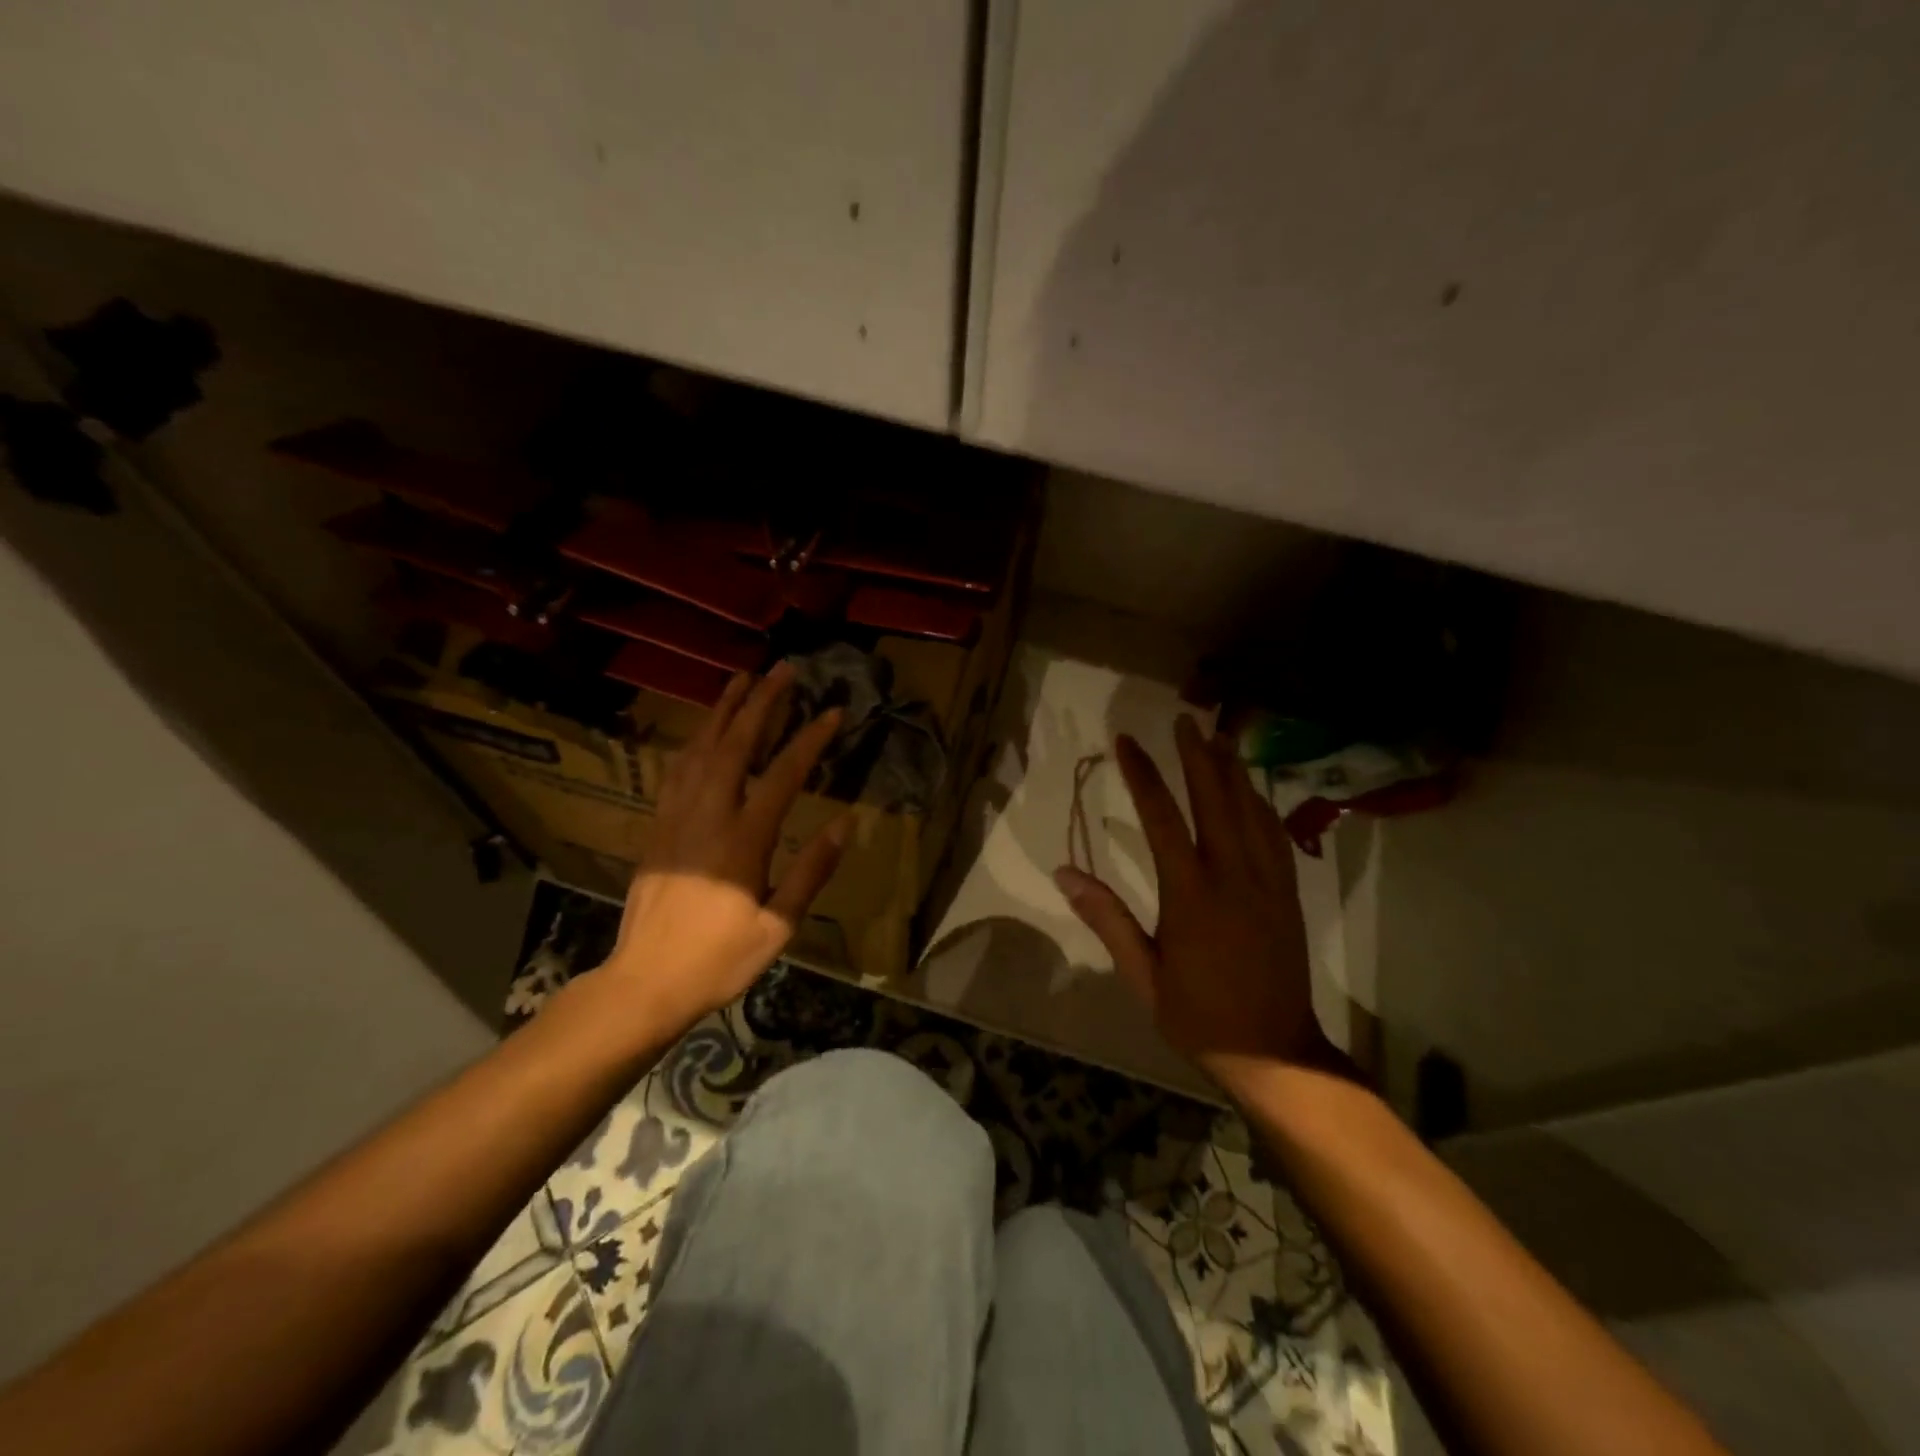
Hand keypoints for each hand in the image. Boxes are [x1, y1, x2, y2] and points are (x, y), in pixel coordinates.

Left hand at [600, 663, 850, 1034]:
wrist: (645, 982)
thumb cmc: (720, 959)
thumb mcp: (778, 925)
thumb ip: (811, 871)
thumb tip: (844, 823)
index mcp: (743, 841)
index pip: (783, 775)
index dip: (810, 739)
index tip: (833, 712)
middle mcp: (707, 817)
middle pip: (735, 745)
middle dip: (761, 702)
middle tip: (783, 670)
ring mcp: (676, 818)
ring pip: (699, 749)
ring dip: (722, 710)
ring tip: (742, 679)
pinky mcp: (657, 828)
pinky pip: (675, 771)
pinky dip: (693, 741)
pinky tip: (703, 730)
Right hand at [1055, 715, 1343, 1088]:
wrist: (1274, 1052)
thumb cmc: (1199, 1017)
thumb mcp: (1144, 976)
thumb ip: (1109, 921)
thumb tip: (1065, 874)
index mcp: (1192, 896)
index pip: (1162, 819)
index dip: (1143, 775)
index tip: (1127, 742)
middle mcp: (1233, 877)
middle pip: (1215, 801)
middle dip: (1197, 757)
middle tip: (1184, 721)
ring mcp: (1268, 883)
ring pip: (1251, 812)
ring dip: (1234, 772)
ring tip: (1219, 738)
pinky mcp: (1289, 894)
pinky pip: (1276, 836)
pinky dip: (1261, 805)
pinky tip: (1254, 791)